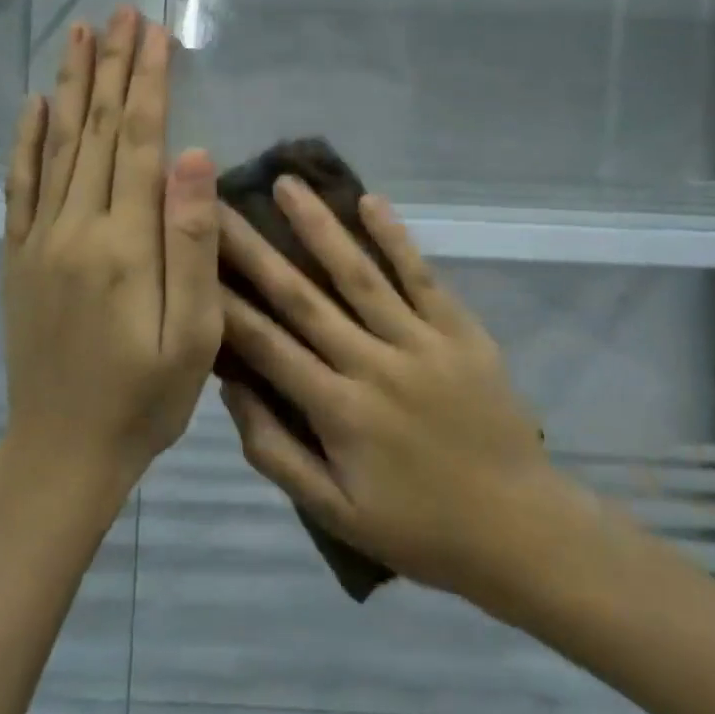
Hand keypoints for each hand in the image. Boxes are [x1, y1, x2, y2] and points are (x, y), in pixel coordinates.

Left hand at [1, 6, 222, 489]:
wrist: (62, 453)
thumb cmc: (145, 399)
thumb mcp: (194, 334)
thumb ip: (193, 244)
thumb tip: (195, 157)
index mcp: (123, 242)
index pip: (138, 140)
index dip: (148, 82)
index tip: (155, 32)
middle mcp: (75, 227)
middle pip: (95, 129)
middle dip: (112, 66)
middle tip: (120, 12)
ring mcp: (39, 240)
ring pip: (57, 145)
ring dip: (70, 86)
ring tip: (78, 35)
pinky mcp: (18, 258)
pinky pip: (19, 186)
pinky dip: (26, 141)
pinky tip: (33, 106)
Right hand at [217, 176, 563, 601]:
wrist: (520, 529)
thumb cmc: (420, 527)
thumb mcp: (336, 513)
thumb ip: (276, 451)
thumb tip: (232, 388)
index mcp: (337, 411)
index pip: (267, 344)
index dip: (225, 301)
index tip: (193, 259)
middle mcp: (372, 364)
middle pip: (302, 297)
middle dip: (255, 249)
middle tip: (219, 206)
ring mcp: (420, 342)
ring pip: (359, 274)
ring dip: (319, 227)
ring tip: (287, 184)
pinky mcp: (460, 331)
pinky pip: (422, 276)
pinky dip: (396, 238)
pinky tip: (369, 201)